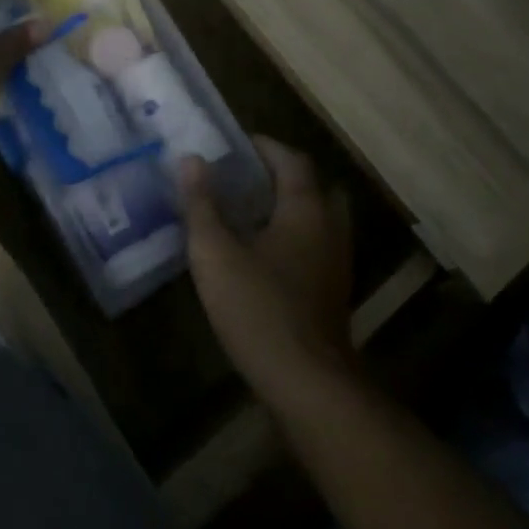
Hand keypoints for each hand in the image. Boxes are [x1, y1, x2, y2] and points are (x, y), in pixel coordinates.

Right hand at [181, 137, 357, 406]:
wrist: (308, 385)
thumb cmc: (259, 309)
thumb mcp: (215, 253)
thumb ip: (202, 204)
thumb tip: (191, 159)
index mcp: (305, 209)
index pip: (291, 159)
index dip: (264, 146)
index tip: (235, 143)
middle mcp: (329, 228)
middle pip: (312, 186)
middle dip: (280, 175)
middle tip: (244, 177)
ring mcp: (337, 263)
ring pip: (318, 218)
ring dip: (289, 207)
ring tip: (249, 212)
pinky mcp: (334, 293)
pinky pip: (316, 246)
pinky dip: (294, 236)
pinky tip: (263, 255)